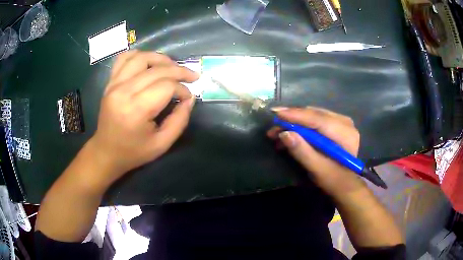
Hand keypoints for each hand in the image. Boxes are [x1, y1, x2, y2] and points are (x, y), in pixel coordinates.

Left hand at [89, 50, 197, 184]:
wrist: (106, 152)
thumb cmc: (134, 152)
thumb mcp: (162, 144)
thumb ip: (179, 121)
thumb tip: (190, 98)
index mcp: (136, 110)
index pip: (166, 86)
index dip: (182, 89)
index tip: (188, 97)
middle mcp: (123, 91)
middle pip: (157, 70)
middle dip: (179, 70)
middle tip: (192, 76)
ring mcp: (114, 84)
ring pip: (141, 58)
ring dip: (161, 59)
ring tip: (172, 66)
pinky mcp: (110, 83)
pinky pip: (124, 58)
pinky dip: (139, 55)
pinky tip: (149, 62)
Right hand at [267, 107, 366, 196]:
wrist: (346, 184)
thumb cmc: (333, 179)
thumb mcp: (317, 169)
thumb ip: (302, 151)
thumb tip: (284, 133)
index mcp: (344, 133)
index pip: (317, 119)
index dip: (296, 116)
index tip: (276, 114)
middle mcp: (344, 122)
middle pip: (314, 114)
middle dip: (292, 119)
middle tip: (273, 127)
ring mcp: (341, 122)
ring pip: (313, 115)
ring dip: (295, 123)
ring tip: (277, 133)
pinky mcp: (336, 125)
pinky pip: (316, 120)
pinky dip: (302, 126)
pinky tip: (290, 134)